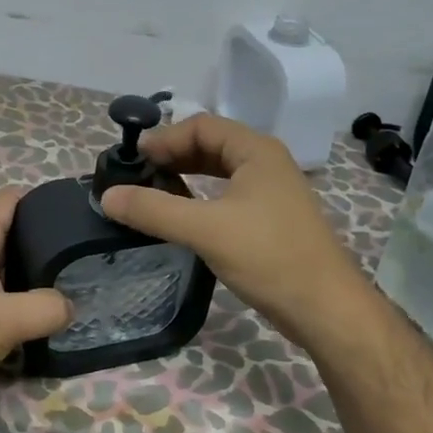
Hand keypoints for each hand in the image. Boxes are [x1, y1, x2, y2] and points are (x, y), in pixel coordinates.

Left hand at [0, 188, 70, 415]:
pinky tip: (40, 322)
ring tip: (71, 285)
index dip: (38, 198)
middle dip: (43, 240)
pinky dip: (19, 306)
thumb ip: (45, 309)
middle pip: (10, 237)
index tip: (71, 208)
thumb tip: (69, 306)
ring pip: (5, 273)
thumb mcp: (4, 321)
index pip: (7, 202)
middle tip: (81, 253)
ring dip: (33, 277)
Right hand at [101, 113, 365, 346]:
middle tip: (136, 176)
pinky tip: (180, 216)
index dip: (164, 138)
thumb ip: (154, 210)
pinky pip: (226, 195)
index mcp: (256, 151)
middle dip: (172, 156)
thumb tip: (107, 195)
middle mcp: (265, 163)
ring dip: (184, 176)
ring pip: (218, 171)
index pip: (201, 125)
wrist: (325, 307)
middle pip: (209, 144)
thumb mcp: (206, 230)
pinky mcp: (269, 218)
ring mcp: (270, 191)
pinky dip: (199, 198)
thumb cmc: (269, 257)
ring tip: (150, 193)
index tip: (132, 159)